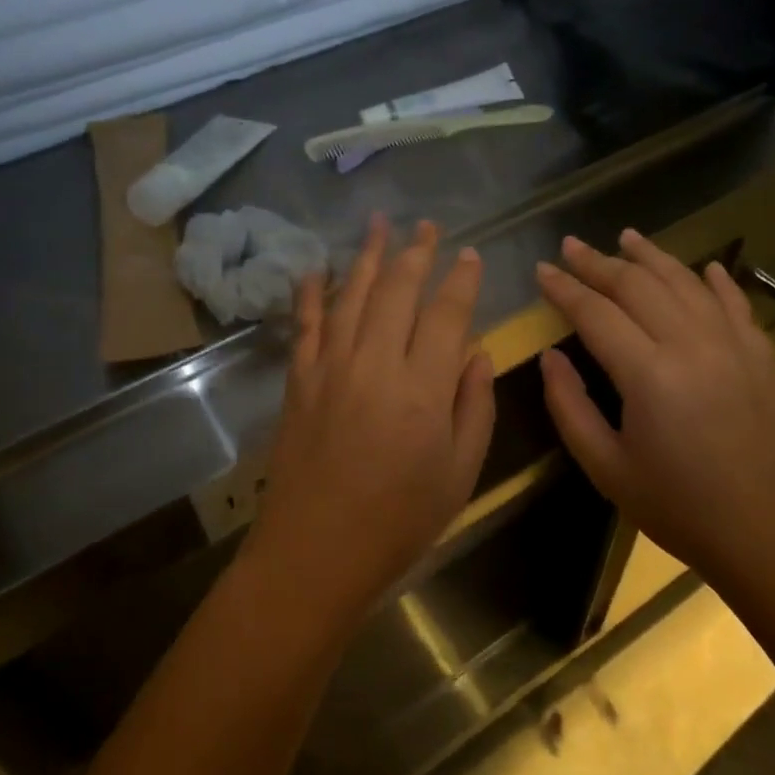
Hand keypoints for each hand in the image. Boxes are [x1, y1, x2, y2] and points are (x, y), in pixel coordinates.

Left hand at [245, 216, 496, 624]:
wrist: (315, 551)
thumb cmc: (400, 520)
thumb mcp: (461, 473)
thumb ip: (475, 406)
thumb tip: (476, 352)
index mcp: (423, 388)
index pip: (447, 314)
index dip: (461, 279)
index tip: (469, 254)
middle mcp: (375, 363)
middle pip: (397, 291)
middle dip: (416, 252)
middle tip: (427, 225)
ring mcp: (330, 367)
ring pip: (352, 295)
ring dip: (368, 255)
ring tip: (379, 223)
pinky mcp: (299, 379)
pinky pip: (306, 324)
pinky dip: (312, 292)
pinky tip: (317, 268)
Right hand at [535, 230, 774, 586]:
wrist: (769, 537)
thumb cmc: (677, 507)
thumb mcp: (605, 467)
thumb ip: (569, 406)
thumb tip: (550, 355)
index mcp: (649, 375)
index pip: (596, 312)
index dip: (564, 288)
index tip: (541, 269)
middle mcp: (692, 345)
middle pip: (638, 285)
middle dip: (598, 262)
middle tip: (570, 245)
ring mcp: (734, 345)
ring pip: (686, 281)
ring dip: (651, 256)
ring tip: (625, 236)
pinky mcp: (763, 356)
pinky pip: (735, 302)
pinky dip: (716, 279)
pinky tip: (702, 265)